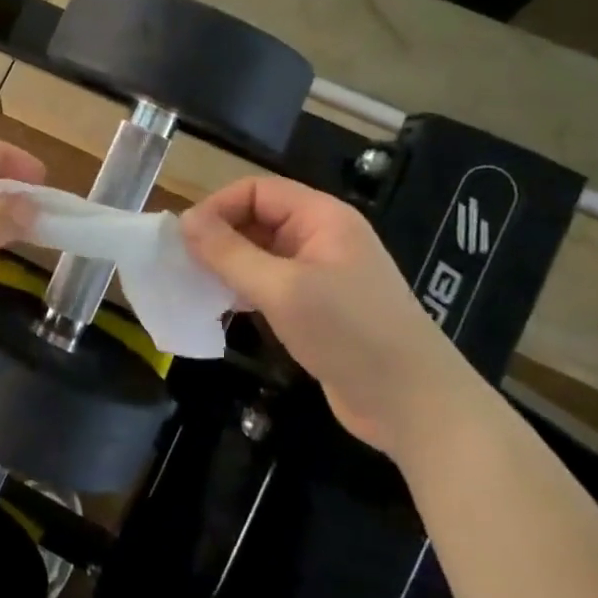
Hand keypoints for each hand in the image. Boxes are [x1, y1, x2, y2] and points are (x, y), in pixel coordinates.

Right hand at [180, 176, 475, 462]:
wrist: (415, 407)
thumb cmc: (349, 333)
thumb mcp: (282, 289)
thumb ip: (229, 253)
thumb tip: (183, 221)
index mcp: (322, 217)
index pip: (256, 190)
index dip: (217, 206)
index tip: (183, 237)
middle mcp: (321, 237)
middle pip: (257, 219)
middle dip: (219, 236)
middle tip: (181, 263)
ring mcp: (321, 274)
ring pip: (260, 254)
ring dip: (227, 265)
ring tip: (193, 284)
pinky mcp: (318, 308)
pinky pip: (270, 284)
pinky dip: (243, 290)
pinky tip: (220, 307)